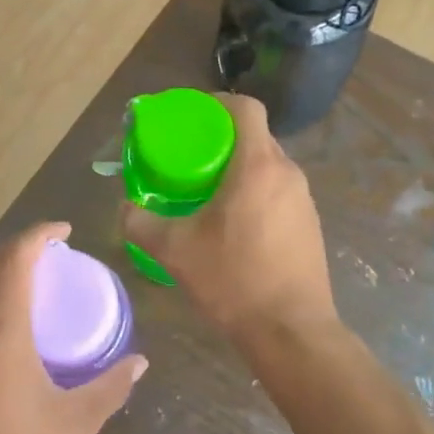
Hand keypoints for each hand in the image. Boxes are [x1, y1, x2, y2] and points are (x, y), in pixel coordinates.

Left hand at [0, 223, 145, 433]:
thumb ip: (109, 388)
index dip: (39, 235)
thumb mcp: (73, 427)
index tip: (65, 232)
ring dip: (4, 283)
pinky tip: (10, 343)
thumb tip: (140, 363)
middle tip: (58, 262)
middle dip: (23, 254)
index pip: (15, 259)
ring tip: (39, 298)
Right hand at [120, 93, 337, 350]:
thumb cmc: (233, 279)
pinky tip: (234, 223)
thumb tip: (123, 209)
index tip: (193, 116)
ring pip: (268, 165)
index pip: (246, 108)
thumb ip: (141, 224)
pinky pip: (279, 191)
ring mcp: (304, 200)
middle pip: (255, 136)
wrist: (292, 331)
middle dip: (222, 139)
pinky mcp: (310, 224)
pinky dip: (256, 192)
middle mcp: (287, 173)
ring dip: (240, 168)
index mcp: (258, 165)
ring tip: (208, 190)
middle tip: (190, 157)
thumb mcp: (174, 250)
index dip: (218, 103)